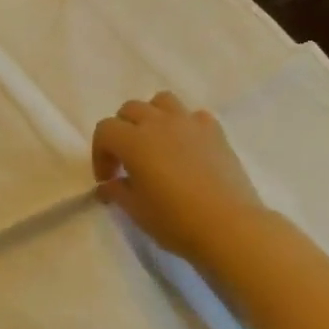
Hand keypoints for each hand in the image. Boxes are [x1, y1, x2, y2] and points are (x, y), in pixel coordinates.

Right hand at [92, 92, 263, 269]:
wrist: (228, 226)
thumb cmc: (175, 221)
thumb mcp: (136, 211)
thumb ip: (117, 191)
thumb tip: (108, 184)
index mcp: (134, 141)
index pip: (105, 130)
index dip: (100, 154)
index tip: (108, 179)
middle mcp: (159, 123)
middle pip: (131, 110)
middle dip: (122, 131)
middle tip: (127, 161)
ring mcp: (190, 123)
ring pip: (162, 102)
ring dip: (152, 117)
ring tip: (156, 143)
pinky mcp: (215, 131)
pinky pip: (193, 116)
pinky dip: (184, 126)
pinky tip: (187, 149)